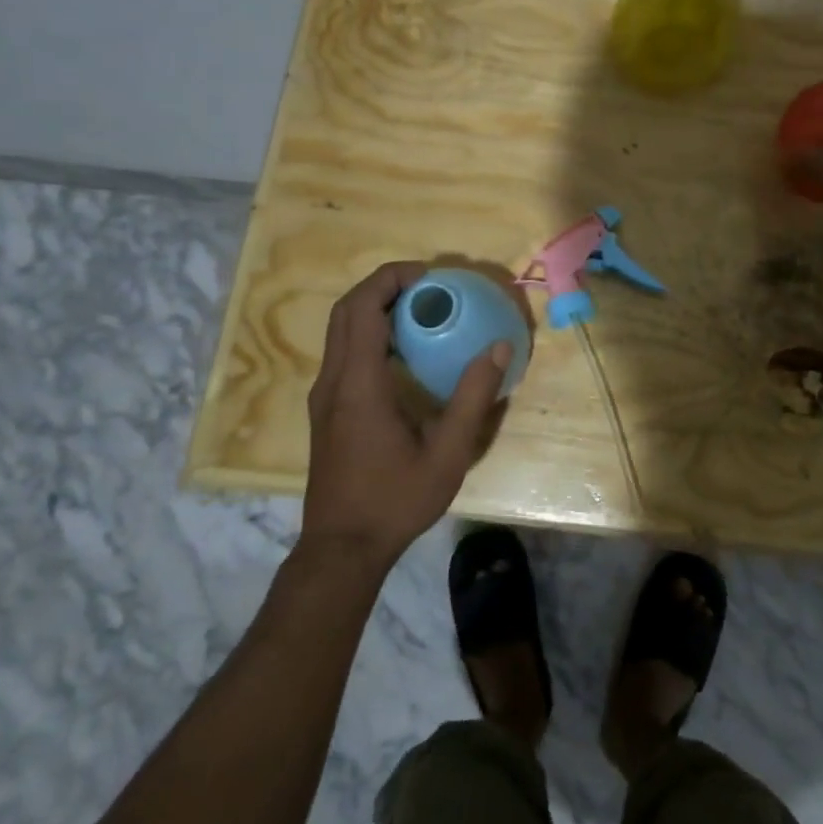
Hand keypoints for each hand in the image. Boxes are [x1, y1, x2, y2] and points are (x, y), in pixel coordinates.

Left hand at [302, 262, 509, 568]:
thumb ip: (473, 399)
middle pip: (346, 311)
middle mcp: (333, 381)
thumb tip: (499, 349)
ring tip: (420, 309)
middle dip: (383, 285)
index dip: (391, 279)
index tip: (429, 274)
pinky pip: (343, 352)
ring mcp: (324, 396)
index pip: (362, 309)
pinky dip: (369, 332)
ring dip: (375, 308)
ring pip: (341, 330)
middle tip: (428, 285)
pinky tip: (404, 352)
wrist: (342, 549)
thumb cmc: (395, 500)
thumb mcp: (447, 454)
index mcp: (358, 385)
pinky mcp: (326, 409)